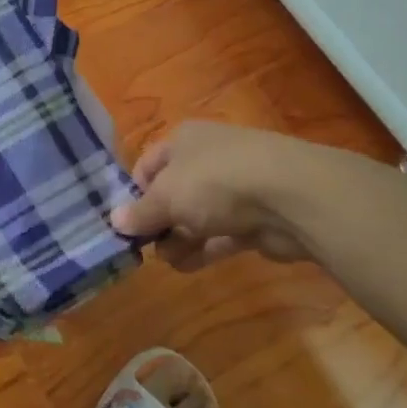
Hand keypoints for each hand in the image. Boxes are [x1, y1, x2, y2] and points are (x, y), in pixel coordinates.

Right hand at [110, 122, 327, 269]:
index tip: (126, 222)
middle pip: (172, 193)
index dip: (133, 193)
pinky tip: (186, 267)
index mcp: (183, 141)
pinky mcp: (255, 219)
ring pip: (196, 216)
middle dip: (158, 221)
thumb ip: (140, 212)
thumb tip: (115, 222)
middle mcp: (208, 159)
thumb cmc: (216, 182)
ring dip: (179, 239)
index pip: (147, 165)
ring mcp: (235, 189)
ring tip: (168, 260)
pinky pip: (220, 235)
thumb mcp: (166, 196)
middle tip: (145, 247)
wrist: (291, 197)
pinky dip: (203, 249)